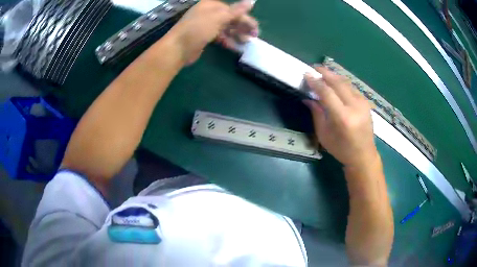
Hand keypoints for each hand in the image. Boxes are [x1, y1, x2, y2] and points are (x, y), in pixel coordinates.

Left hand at [167, 0, 257, 64]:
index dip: (246, 20)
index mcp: (211, 5)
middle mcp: (209, 13)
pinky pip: (219, 36)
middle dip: (242, 28)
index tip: (255, 31)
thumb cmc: (197, 30)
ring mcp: (205, 25)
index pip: (233, 10)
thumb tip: (251, 1)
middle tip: (253, 38)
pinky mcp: (203, 36)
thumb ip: (236, 10)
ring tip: (245, 43)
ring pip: (225, 28)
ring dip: (236, 34)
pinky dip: (227, 40)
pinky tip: (234, 47)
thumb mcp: (218, 18)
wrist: (177, 49)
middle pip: (230, 18)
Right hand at [304, 66, 378, 167]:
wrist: (364, 155)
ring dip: (334, 75)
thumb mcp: (324, 134)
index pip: (327, 92)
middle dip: (325, 72)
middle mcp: (354, 107)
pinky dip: (342, 83)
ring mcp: (362, 103)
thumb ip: (316, 113)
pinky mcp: (366, 102)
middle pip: (338, 82)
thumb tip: (307, 98)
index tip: (306, 75)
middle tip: (314, 67)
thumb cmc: (341, 149)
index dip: (315, 82)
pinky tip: (336, 83)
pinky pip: (352, 87)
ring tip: (323, 72)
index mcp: (342, 118)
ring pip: (346, 82)